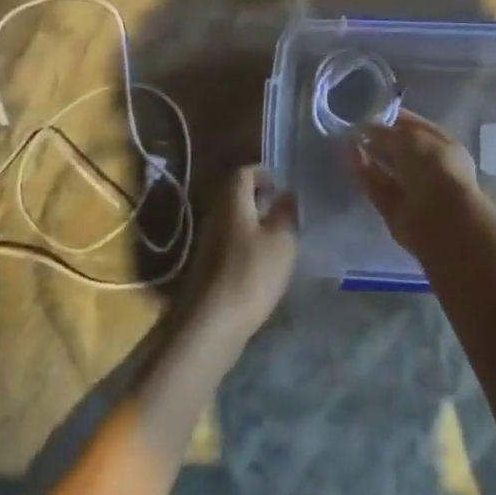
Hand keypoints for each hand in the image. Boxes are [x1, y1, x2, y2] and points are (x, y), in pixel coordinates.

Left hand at [190, 165, 298, 349]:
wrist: (213, 322)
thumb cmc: (252, 273)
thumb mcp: (281, 240)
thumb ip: (286, 213)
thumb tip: (286, 193)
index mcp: (232, 200)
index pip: (244, 172)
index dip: (263, 173)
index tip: (283, 187)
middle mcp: (216, 213)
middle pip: (236, 195)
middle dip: (260, 199)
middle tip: (285, 212)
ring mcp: (209, 240)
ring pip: (234, 219)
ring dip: (255, 223)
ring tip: (279, 238)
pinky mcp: (208, 264)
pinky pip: (230, 241)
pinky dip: (247, 243)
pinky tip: (263, 263)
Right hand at [354, 111, 492, 260]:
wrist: (441, 220)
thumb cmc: (434, 168)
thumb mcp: (409, 138)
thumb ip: (385, 132)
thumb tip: (365, 127)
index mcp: (442, 145)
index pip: (414, 126)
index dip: (393, 117)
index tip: (369, 109)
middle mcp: (429, 166)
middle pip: (399, 148)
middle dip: (378, 136)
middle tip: (352, 123)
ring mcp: (412, 189)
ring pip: (386, 167)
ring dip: (368, 153)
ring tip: (346, 137)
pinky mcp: (394, 208)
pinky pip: (376, 185)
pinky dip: (363, 171)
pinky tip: (349, 155)